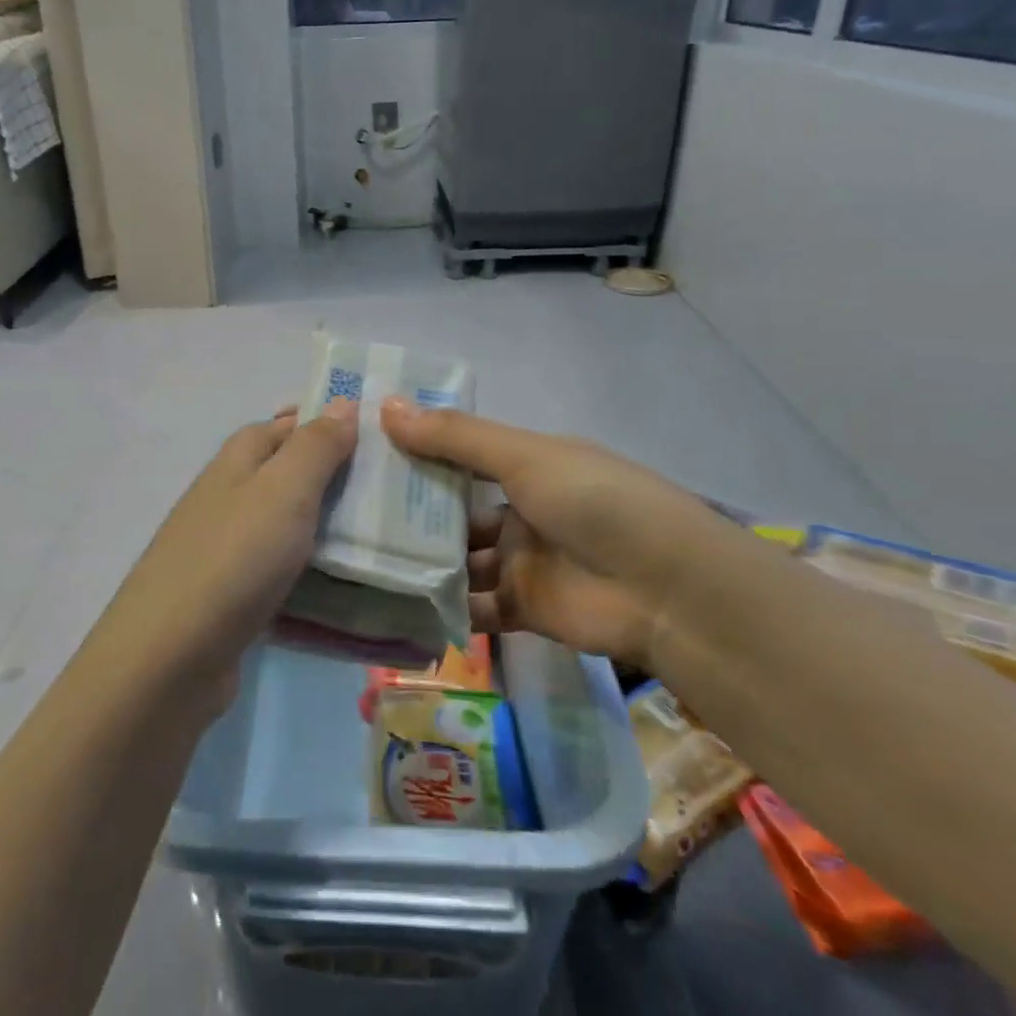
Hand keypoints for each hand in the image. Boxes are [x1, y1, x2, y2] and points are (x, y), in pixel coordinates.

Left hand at [103, 402, 358, 699]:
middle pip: (288, 475)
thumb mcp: (283, 490)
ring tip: (386, 534)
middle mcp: (229, 496)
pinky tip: (349, 582)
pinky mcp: (234, 594)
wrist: (171, 657)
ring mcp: (228, 547)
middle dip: (337, 478)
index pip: (286, 425)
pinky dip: (314, 570)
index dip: (327, 424)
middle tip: (395, 490)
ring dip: (330, 526)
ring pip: (289, 524)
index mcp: (237, 461)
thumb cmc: (234, 558)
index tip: (380, 436)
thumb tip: (341, 403)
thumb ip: (314, 447)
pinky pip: (284, 569)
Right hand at [384, 399, 728, 667]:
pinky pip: (472, 606)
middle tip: (348, 512)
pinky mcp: (522, 609)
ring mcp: (521, 562)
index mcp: (528, 466)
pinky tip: (394, 603)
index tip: (363, 452)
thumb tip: (386, 406)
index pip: (461, 455)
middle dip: (410, 512)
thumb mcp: (525, 456)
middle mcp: (521, 511)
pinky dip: (441, 606)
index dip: (418, 452)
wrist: (666, 589)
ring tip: (359, 559)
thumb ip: (456, 438)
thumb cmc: (595, 502)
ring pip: (458, 560)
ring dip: (420, 561)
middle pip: (454, 510)